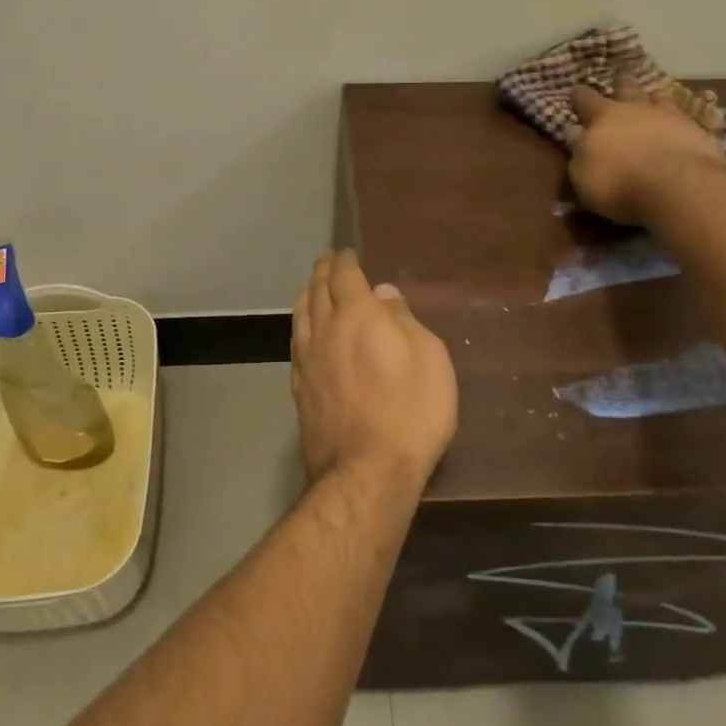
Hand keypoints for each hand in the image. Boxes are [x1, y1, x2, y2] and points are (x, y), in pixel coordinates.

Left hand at [291, 251, 457, 492]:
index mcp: (356, 314)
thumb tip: (382, 293)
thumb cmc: (410, 411)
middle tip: (329, 263)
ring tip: (313, 289)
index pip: (344, 274)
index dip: (345, 260)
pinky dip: (301, 324)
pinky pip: (296, 340)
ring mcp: (305, 358)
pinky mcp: (298, 385)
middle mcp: (324, 328)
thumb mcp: (429, 358)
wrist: (365, 472)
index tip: (347, 253)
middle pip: (316, 288)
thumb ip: (403, 320)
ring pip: (300, 313)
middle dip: (323, 271)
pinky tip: (306, 330)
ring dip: (307, 294)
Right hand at [567, 82, 725, 225]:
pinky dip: (680, 120)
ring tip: (652, 100)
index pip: (585, 98)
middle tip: (619, 80)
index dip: (578, 95)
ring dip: (653, 98)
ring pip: (659, 97)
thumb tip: (574, 131)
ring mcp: (670, 116)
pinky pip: (686, 118)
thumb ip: (578, 150)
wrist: (679, 187)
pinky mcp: (698, 130)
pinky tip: (681, 126)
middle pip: (626, 87)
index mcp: (602, 116)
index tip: (575, 91)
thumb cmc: (619, 183)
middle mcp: (635, 108)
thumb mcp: (583, 174)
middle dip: (620, 84)